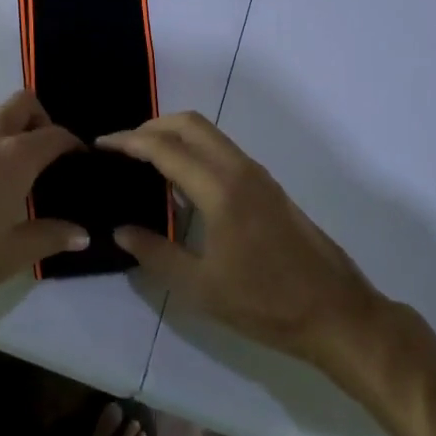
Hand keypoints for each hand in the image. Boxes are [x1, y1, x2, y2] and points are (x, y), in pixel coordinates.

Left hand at [0, 91, 88, 325]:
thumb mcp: (8, 256)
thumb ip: (48, 237)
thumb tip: (83, 233)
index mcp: (13, 157)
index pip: (55, 135)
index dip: (73, 146)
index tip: (82, 165)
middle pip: (24, 104)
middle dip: (43, 121)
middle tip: (51, 159)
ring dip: (17, 127)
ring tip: (23, 170)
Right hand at [102, 112, 383, 367]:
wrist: (335, 312)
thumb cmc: (265, 303)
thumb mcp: (201, 288)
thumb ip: (155, 253)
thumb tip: (120, 229)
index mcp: (220, 189)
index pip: (165, 148)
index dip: (128, 142)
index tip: (101, 145)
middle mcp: (239, 169)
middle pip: (189, 123)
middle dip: (152, 126)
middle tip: (122, 149)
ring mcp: (258, 174)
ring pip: (209, 133)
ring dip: (175, 135)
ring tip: (145, 162)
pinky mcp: (268, 186)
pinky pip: (222, 150)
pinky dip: (194, 149)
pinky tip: (181, 183)